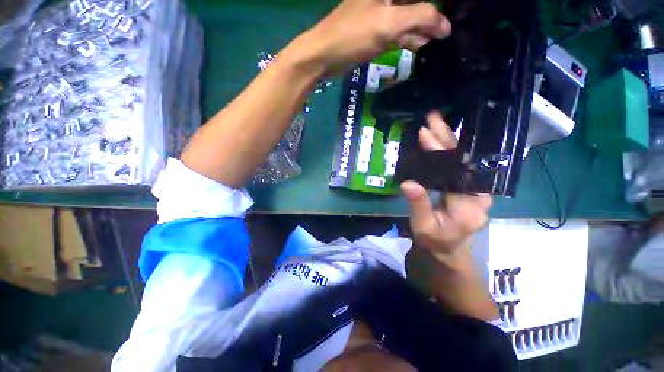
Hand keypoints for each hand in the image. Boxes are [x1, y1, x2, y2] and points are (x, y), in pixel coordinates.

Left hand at [292, 0, 450, 74]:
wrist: (324, 56)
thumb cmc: (353, 35)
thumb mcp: (388, 23)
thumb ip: (420, 17)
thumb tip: (446, 26)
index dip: (437, 4)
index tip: (454, 10)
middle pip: (417, 3)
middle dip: (433, 14)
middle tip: (451, 28)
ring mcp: (381, 13)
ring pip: (410, 17)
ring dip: (425, 28)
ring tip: (442, 41)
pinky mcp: (376, 32)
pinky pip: (399, 32)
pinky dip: (410, 39)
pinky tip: (422, 47)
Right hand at [401, 112, 491, 264]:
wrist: (446, 247)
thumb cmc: (434, 239)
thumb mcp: (423, 226)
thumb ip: (418, 205)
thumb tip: (408, 183)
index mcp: (470, 205)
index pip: (455, 172)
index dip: (441, 151)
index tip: (426, 134)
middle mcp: (478, 193)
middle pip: (463, 160)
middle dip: (447, 138)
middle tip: (433, 119)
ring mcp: (474, 188)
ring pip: (462, 159)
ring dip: (448, 140)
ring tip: (435, 123)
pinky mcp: (466, 186)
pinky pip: (458, 164)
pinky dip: (447, 150)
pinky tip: (439, 139)